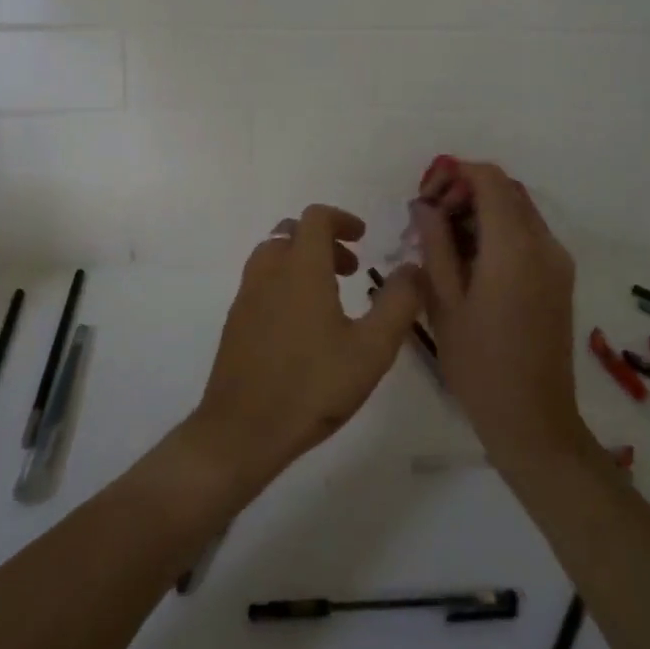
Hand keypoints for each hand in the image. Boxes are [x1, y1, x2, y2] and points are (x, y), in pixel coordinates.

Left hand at [190, 205, 421, 491]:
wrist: (241, 430)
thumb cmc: (313, 386)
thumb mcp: (372, 349)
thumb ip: (398, 303)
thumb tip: (414, 268)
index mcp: (301, 268)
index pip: (316, 218)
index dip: (341, 219)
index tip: (363, 238)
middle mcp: (268, 272)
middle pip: (292, 233)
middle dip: (323, 241)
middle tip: (351, 270)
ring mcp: (246, 296)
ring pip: (273, 256)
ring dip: (302, 261)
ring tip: (330, 297)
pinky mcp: (235, 322)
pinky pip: (261, 282)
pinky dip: (284, 282)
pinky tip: (302, 326)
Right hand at [416, 162, 587, 468]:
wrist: (533, 419)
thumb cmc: (479, 364)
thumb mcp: (444, 302)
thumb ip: (435, 244)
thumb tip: (425, 205)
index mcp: (514, 247)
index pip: (489, 179)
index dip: (454, 174)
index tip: (425, 197)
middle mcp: (544, 244)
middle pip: (506, 190)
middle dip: (465, 190)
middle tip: (429, 218)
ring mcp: (557, 261)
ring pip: (518, 210)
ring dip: (481, 210)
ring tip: (444, 241)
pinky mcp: (559, 278)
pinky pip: (527, 234)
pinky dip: (498, 230)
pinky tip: (469, 260)